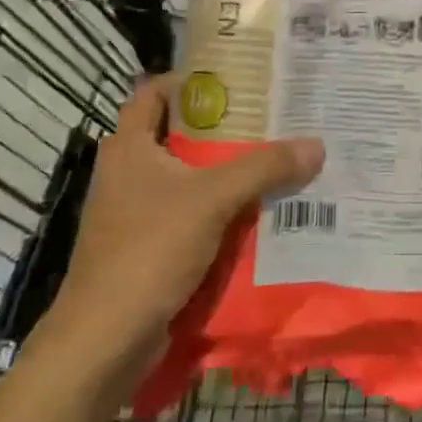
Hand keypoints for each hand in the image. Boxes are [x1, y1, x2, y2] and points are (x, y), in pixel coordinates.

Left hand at [50, 78, 324, 351]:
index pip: (154, 92)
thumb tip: (316, 144)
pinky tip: (261, 214)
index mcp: (129, 147)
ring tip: (277, 163)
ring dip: (228, 174)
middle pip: (179, 136)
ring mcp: (136, 214)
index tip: (237, 81)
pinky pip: (192, 217)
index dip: (190, 81)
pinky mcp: (148, 249)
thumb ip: (264, 168)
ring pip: (190, 180)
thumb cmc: (149, 250)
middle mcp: (129, 173)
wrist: (105, 340)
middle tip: (272, 121)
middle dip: (224, 130)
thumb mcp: (212, 199)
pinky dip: (222, 213)